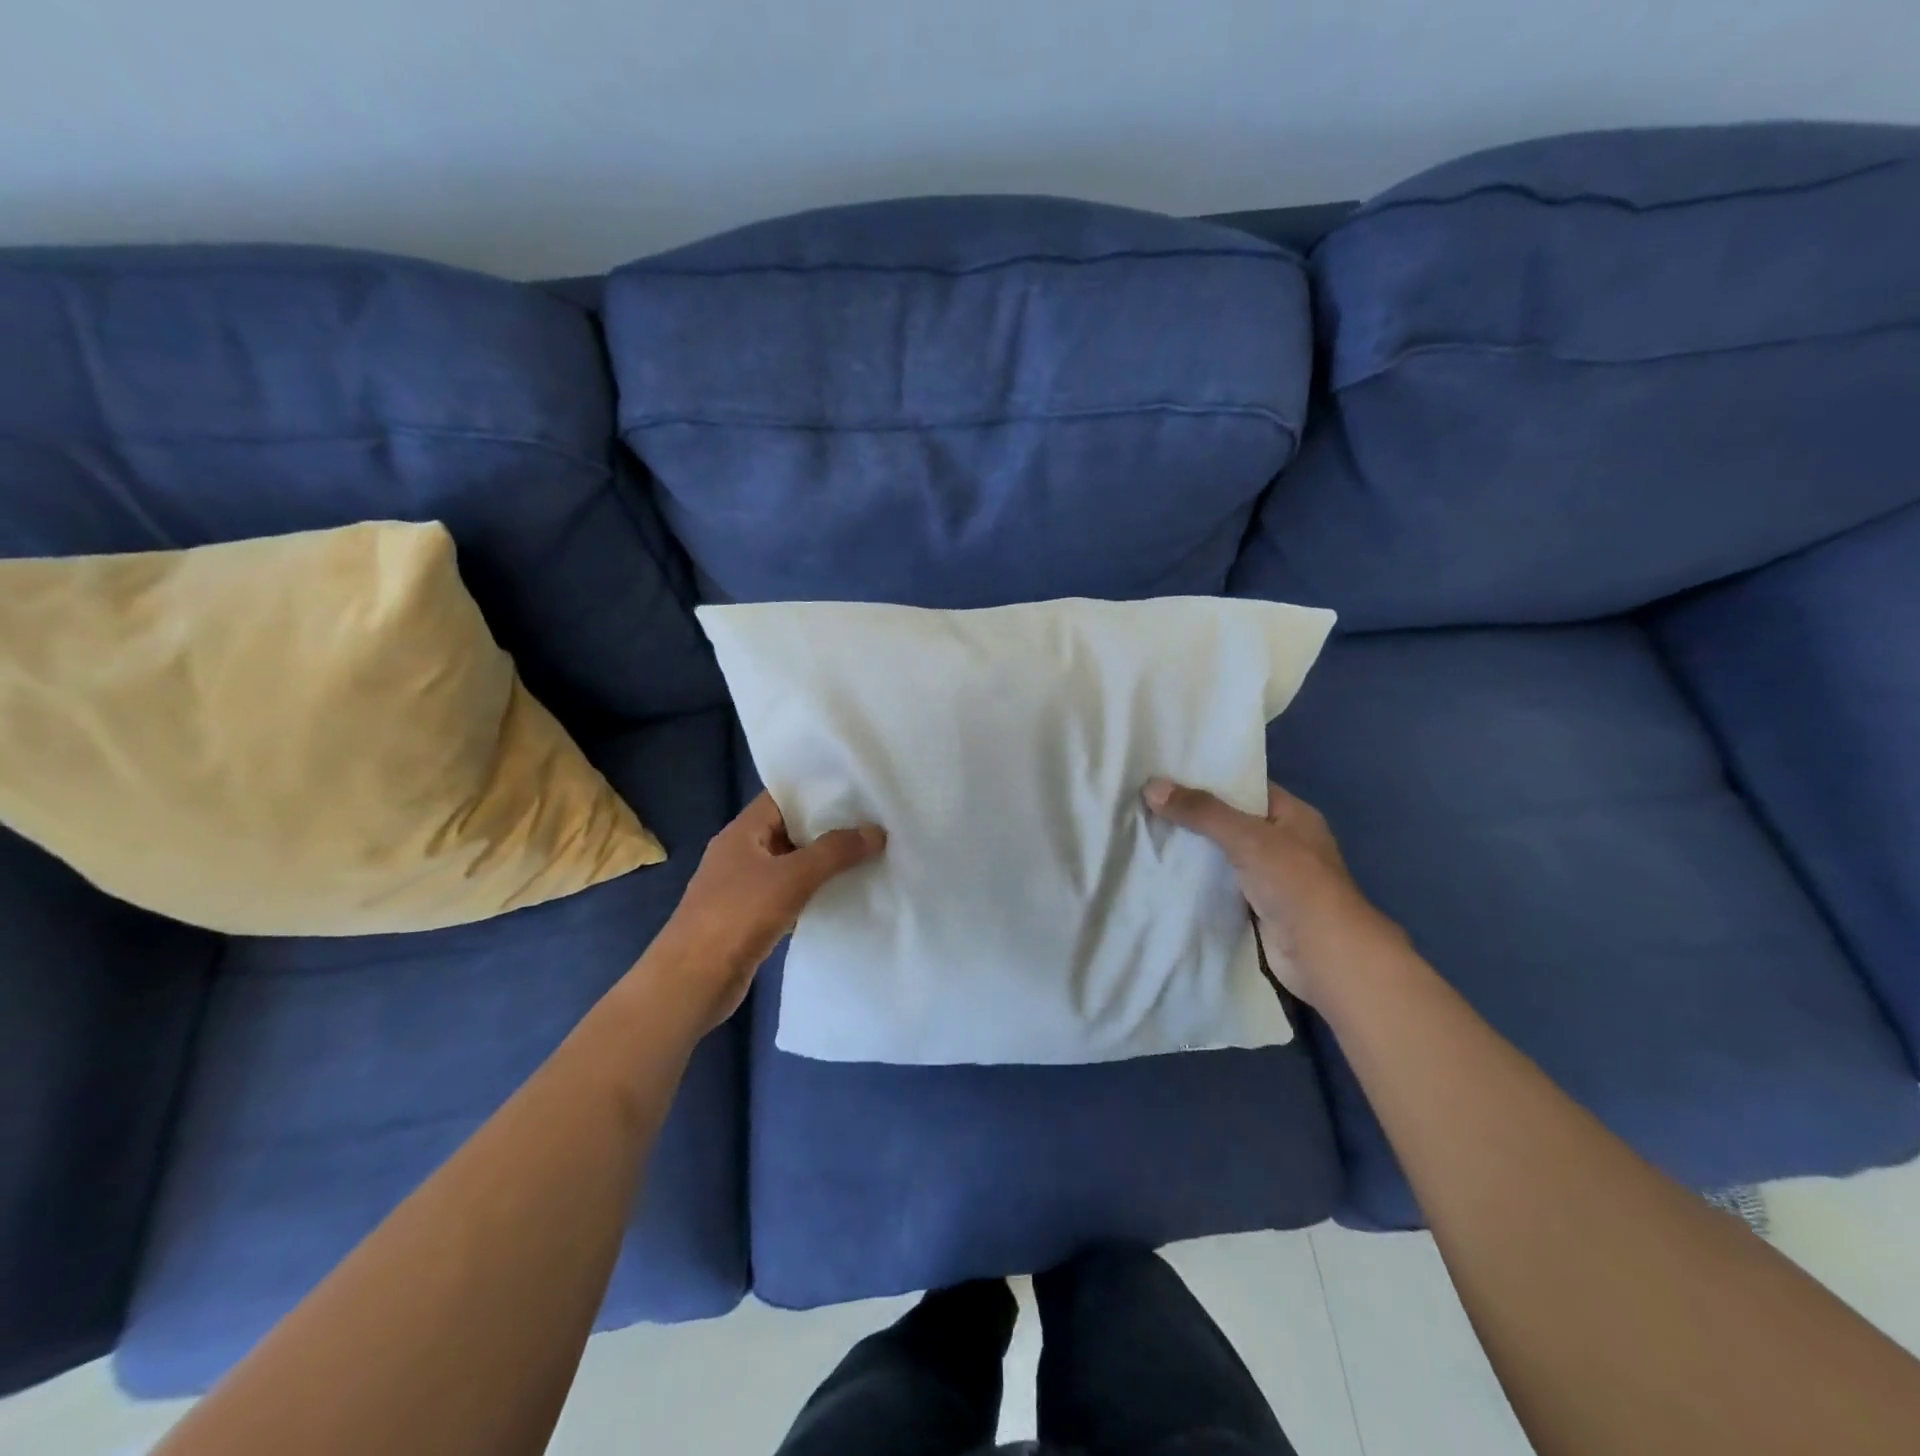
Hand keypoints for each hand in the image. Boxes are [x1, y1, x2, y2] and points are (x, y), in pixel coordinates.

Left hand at [648, 792, 885, 1031]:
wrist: (692, 983)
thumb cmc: (737, 916)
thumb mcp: (792, 877)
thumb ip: (835, 851)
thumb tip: (876, 831)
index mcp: (742, 832)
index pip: (782, 797)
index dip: (817, 791)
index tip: (857, 791)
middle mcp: (741, 853)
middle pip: (790, 830)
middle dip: (828, 828)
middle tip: (873, 823)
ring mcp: (743, 887)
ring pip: (791, 865)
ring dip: (823, 863)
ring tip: (868, 855)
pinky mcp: (750, 918)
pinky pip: (788, 895)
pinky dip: (813, 893)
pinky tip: (843, 895)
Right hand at [1143, 777, 1403, 1006]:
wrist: (1323, 955)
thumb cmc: (1295, 884)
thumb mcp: (1248, 837)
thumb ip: (1202, 812)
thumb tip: (1151, 786)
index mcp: (1293, 815)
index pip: (1246, 787)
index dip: (1209, 778)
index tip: (1167, 772)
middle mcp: (1282, 842)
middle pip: (1229, 820)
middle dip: (1192, 814)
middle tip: (1145, 800)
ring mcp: (1270, 877)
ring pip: (1221, 854)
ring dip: (1191, 849)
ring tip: (1144, 830)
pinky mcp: (1254, 907)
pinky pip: (1218, 885)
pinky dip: (1195, 880)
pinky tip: (1161, 870)